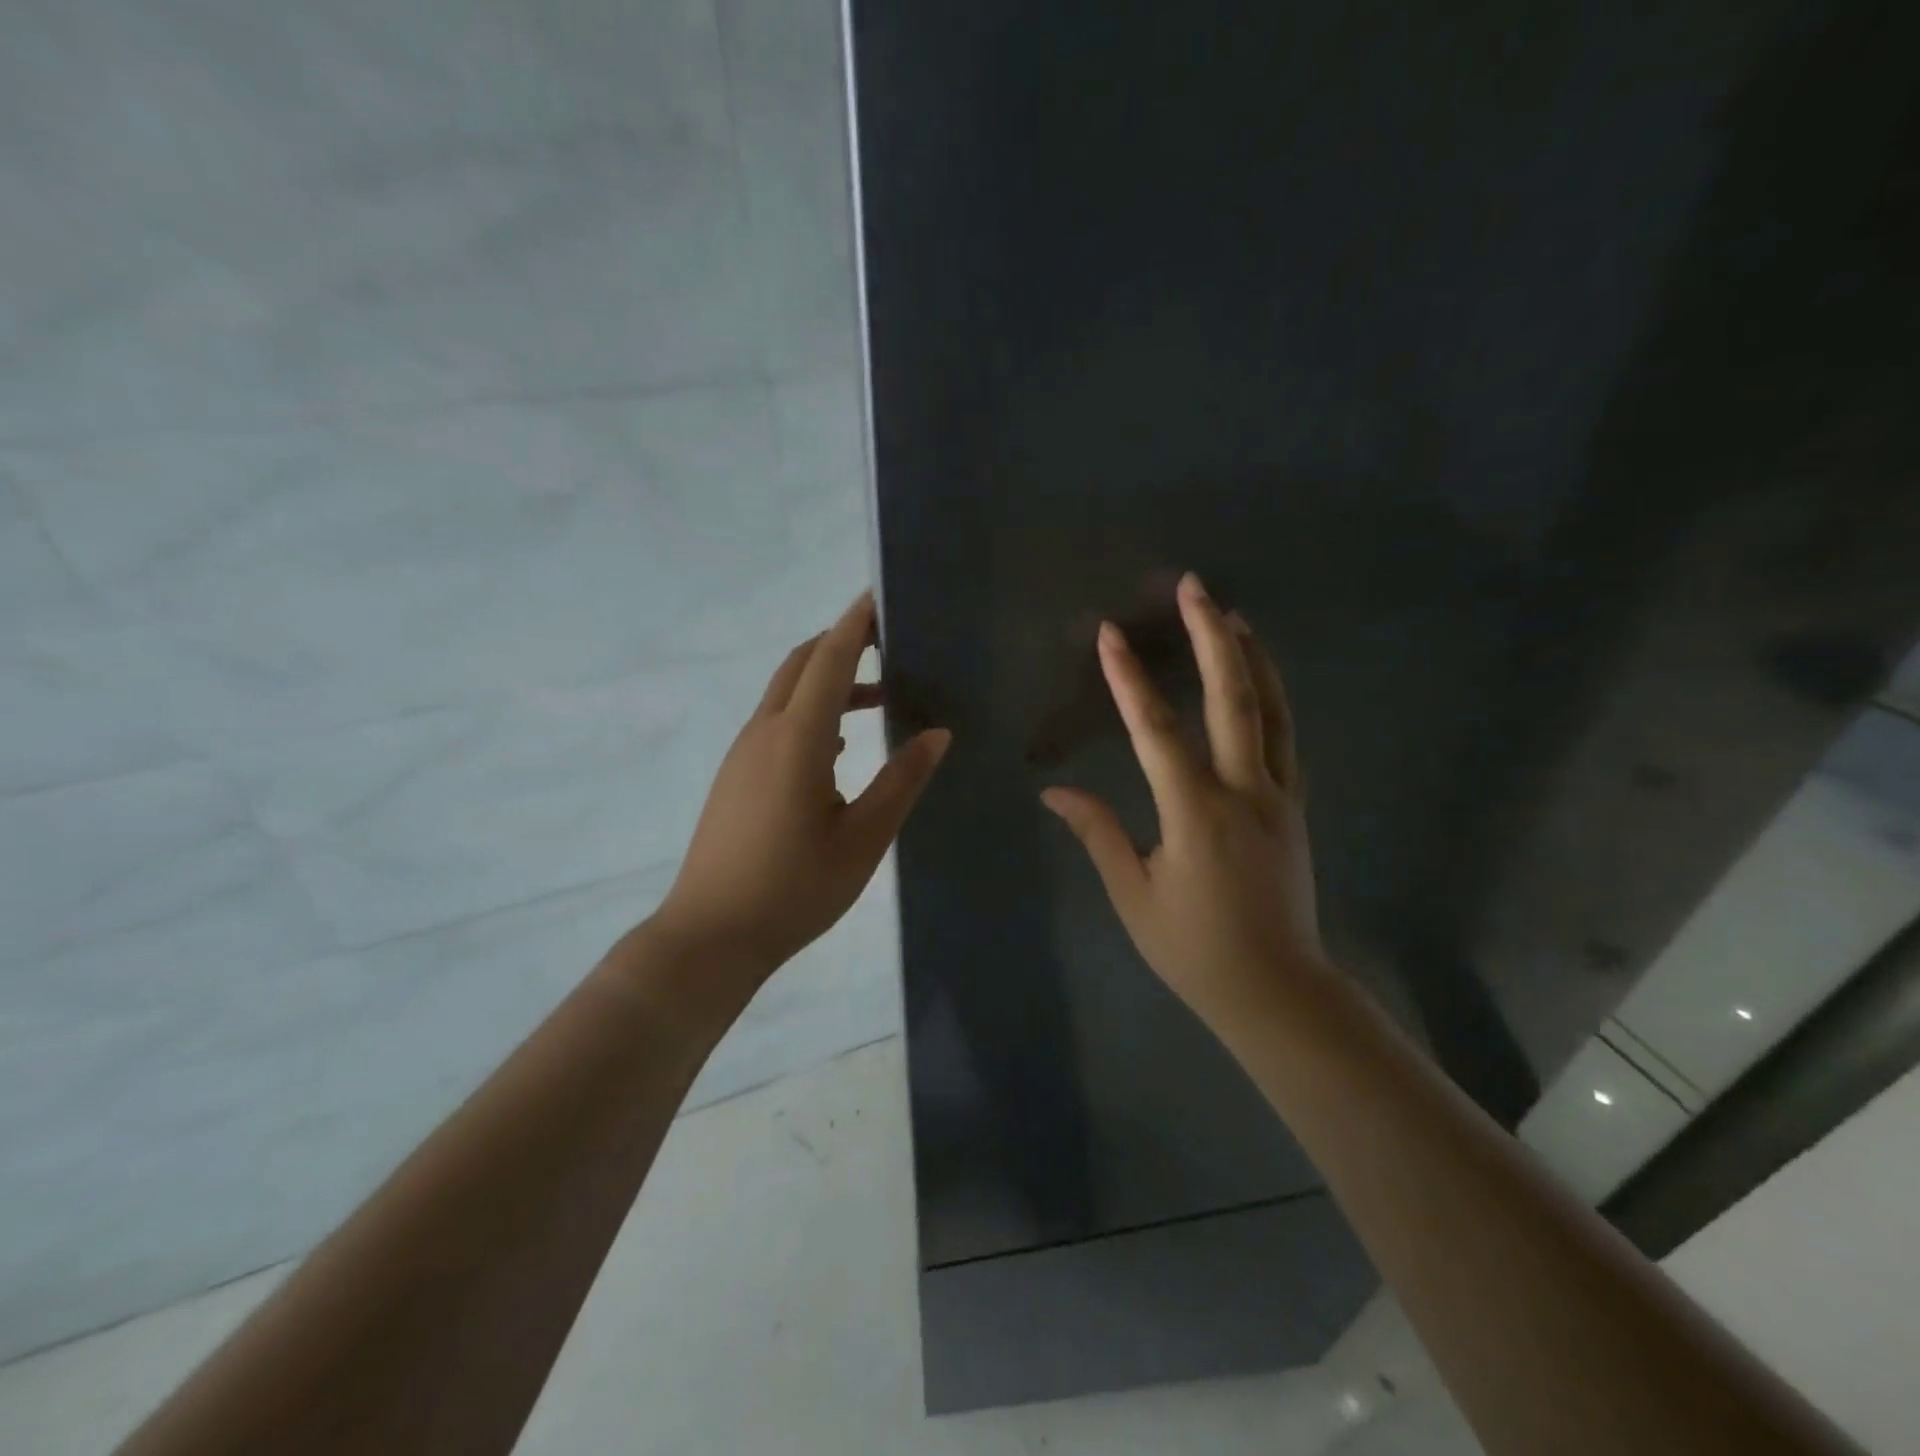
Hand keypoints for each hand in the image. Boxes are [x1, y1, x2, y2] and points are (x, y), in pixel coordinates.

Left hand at [652, 592, 951, 987]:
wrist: (710, 935)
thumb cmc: (794, 890)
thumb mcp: (862, 839)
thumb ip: (901, 782)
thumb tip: (937, 734)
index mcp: (797, 739)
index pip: (830, 661)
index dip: (856, 624)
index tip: (881, 597)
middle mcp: (764, 733)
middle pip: (800, 664)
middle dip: (841, 643)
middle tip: (889, 642)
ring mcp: (743, 753)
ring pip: (787, 693)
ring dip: (828, 680)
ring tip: (879, 696)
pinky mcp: (735, 775)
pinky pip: (776, 722)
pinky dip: (811, 711)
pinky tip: (839, 744)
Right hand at [1042, 572, 1325, 1032]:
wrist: (1278, 990)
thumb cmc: (1195, 949)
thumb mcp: (1133, 895)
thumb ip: (1098, 833)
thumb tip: (1054, 793)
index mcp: (1196, 815)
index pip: (1156, 732)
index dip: (1130, 680)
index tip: (1111, 634)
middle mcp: (1244, 792)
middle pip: (1233, 698)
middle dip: (1210, 637)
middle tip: (1194, 587)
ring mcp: (1279, 795)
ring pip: (1271, 709)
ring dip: (1250, 656)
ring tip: (1232, 614)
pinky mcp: (1295, 806)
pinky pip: (1285, 736)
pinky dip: (1272, 695)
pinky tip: (1260, 676)